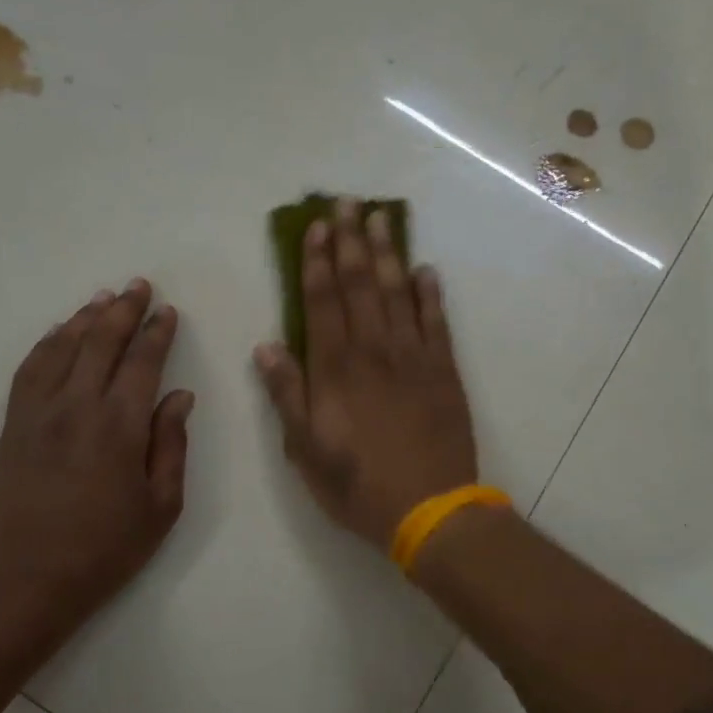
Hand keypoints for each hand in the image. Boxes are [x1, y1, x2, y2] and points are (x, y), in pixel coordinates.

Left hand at [0, 279, 192, 645]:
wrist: (31, 578)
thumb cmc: (107, 547)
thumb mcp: (161, 505)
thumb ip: (171, 445)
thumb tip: (179, 396)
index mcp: (119, 426)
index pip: (142, 362)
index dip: (157, 333)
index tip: (168, 311)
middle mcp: (77, 407)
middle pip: (101, 342)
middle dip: (123, 310)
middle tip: (139, 285)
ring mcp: (39, 413)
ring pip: (62, 348)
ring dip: (85, 318)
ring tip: (103, 298)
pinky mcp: (13, 425)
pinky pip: (29, 370)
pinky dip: (46, 344)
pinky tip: (59, 333)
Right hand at [255, 199, 477, 551]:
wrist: (430, 509)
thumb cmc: (358, 485)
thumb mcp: (306, 449)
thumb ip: (287, 394)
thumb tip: (267, 346)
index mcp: (336, 368)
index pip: (322, 301)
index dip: (316, 261)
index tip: (315, 227)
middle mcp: (374, 350)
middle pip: (360, 284)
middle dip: (351, 241)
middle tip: (348, 203)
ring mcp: (414, 357)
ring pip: (398, 293)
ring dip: (388, 253)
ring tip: (382, 219)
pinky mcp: (445, 371)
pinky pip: (437, 322)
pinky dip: (431, 294)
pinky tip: (426, 270)